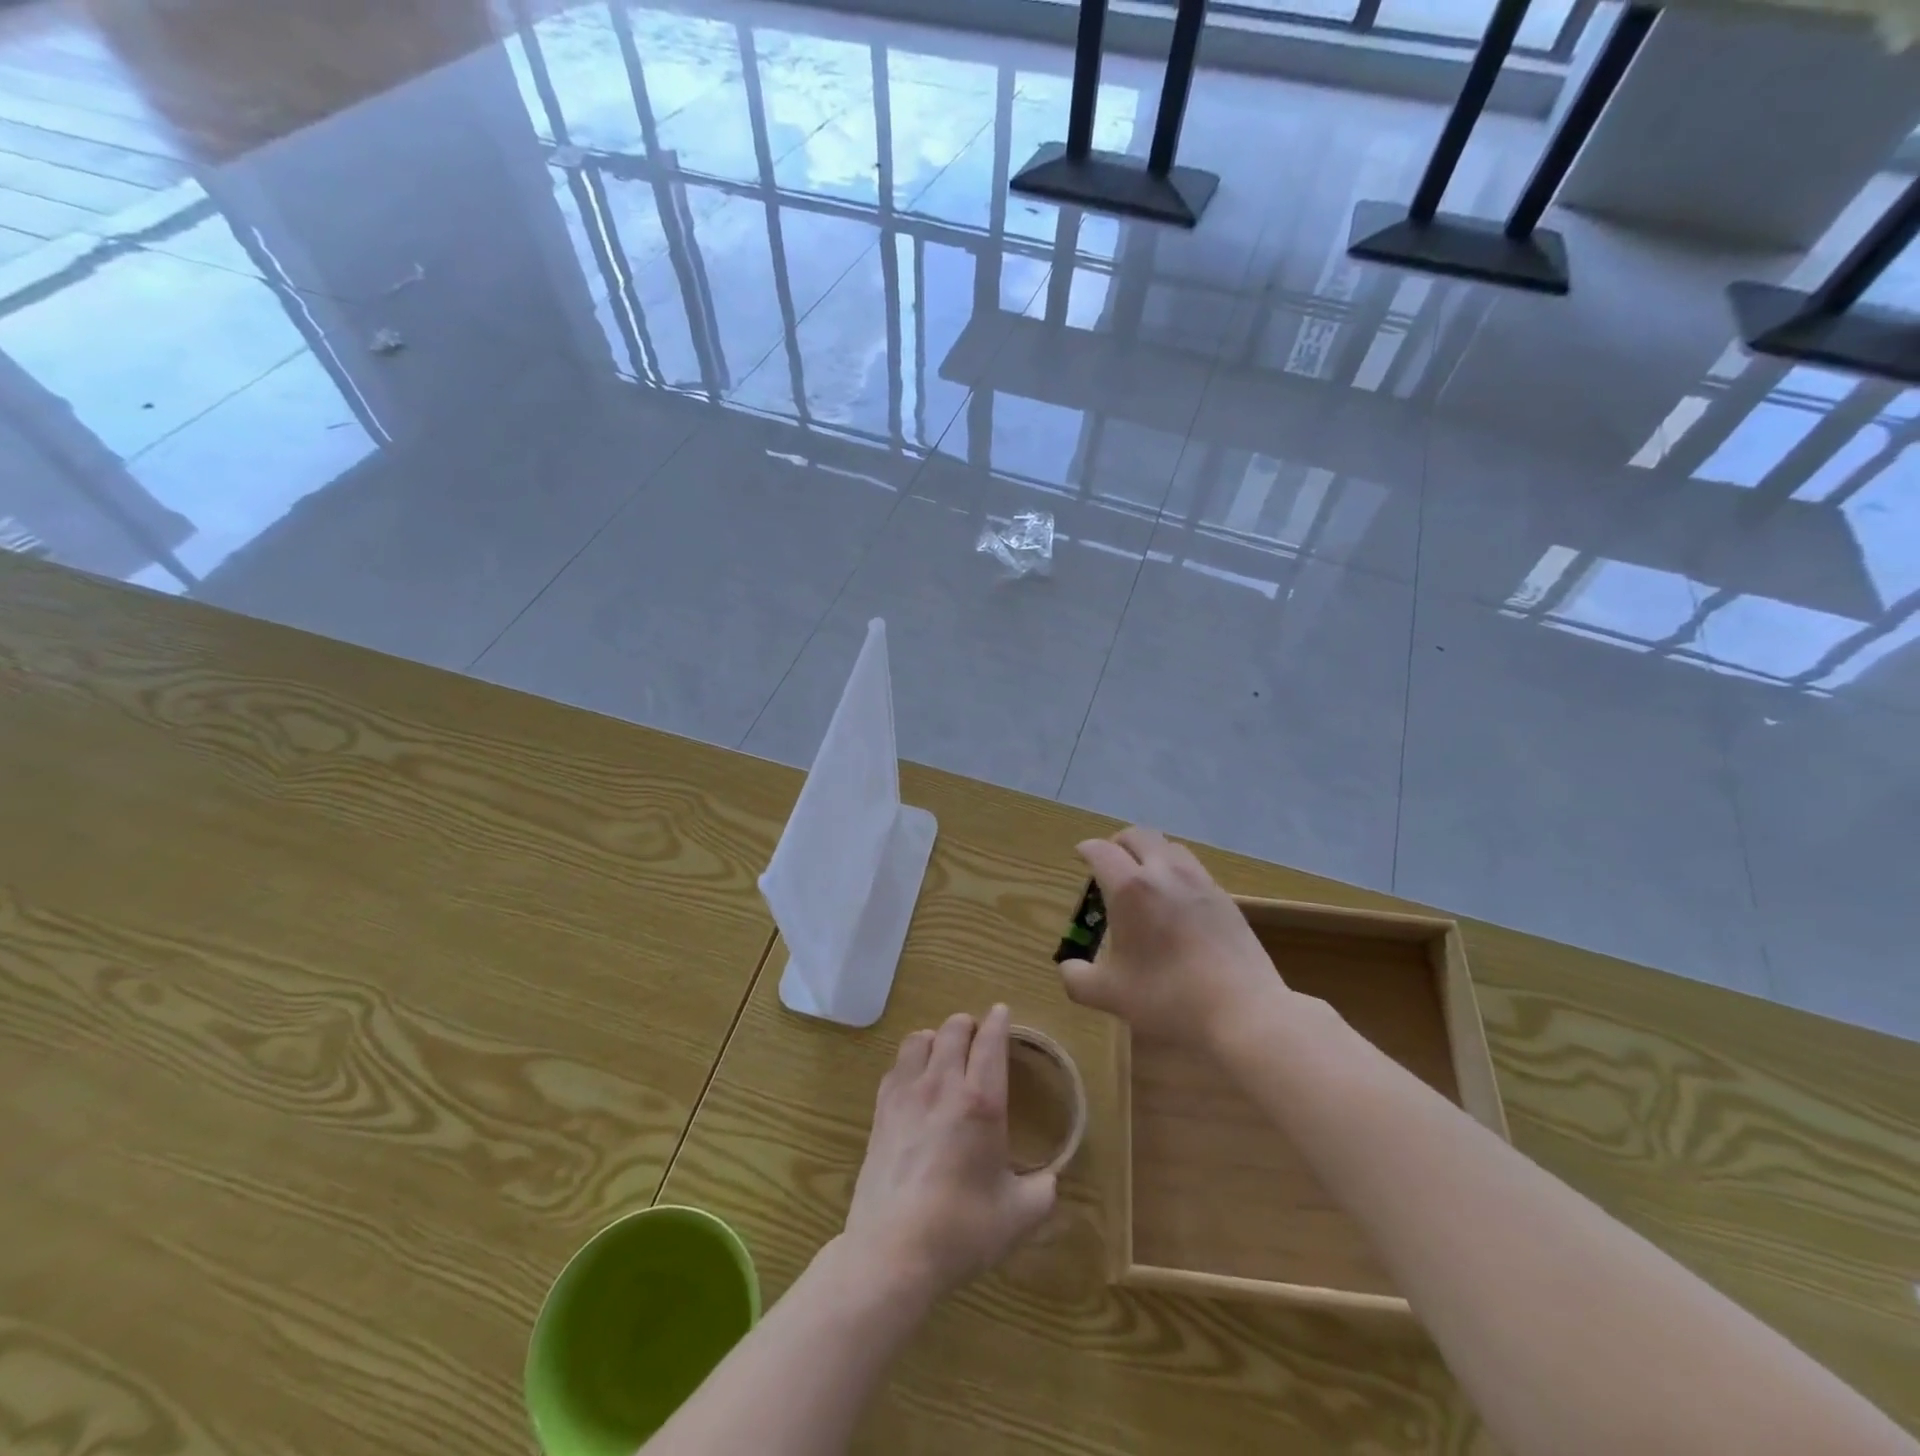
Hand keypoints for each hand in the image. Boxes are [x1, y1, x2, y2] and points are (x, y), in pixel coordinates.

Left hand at [842, 1005, 1056, 1305]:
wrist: (892, 1252)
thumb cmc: (961, 1230)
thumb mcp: (1018, 1216)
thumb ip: (1043, 1192)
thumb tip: (1051, 1180)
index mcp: (981, 1102)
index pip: (990, 1042)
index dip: (998, 1021)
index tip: (1001, 1012)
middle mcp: (943, 1085)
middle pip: (953, 1029)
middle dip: (969, 1025)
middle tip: (977, 1038)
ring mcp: (906, 1093)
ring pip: (920, 1038)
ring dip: (937, 1038)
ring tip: (945, 1054)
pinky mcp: (881, 1109)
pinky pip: (897, 1064)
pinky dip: (911, 1060)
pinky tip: (916, 1080)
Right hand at [1058, 826, 1283, 1051]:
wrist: (1243, 1011)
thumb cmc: (1168, 998)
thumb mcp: (1111, 995)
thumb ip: (1078, 979)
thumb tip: (1068, 969)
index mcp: (1129, 888)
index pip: (1101, 851)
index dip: (1086, 849)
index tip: (1080, 855)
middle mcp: (1163, 872)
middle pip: (1137, 835)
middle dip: (1118, 842)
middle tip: (1110, 862)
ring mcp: (1199, 881)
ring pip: (1170, 846)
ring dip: (1151, 852)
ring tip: (1144, 876)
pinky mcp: (1224, 897)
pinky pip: (1194, 868)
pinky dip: (1177, 871)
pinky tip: (1177, 901)